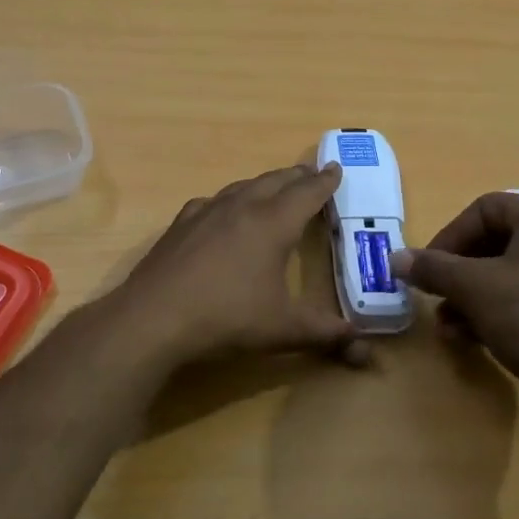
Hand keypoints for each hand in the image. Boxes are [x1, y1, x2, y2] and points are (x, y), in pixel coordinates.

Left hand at [108, 163, 362, 369]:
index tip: (336, 169)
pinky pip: (212, 202)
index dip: (325, 182)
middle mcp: (241, 207)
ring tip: (273, 189)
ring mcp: (206, 212)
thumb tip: (365, 349)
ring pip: (243, 186)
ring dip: (264, 184)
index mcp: (272, 223)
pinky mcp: (180, 224)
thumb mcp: (284, 330)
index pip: (307, 193)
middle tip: (311, 175)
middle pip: (275, 181)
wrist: (153, 318)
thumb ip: (326, 334)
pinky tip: (222, 212)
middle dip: (297, 177)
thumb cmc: (227, 319)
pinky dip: (229, 200)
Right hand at [390, 194, 518, 437]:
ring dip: (472, 296)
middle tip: (436, 298)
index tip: (426, 270)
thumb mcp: (474, 290)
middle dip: (458, 273)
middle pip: (496, 242)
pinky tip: (474, 337)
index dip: (448, 237)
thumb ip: (433, 268)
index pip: (483, 210)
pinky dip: (498, 309)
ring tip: (449, 327)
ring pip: (510, 273)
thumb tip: (396, 258)